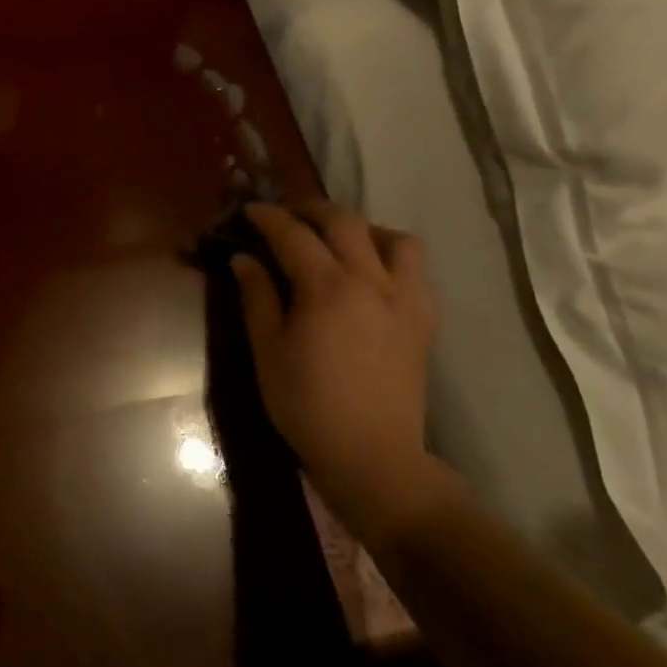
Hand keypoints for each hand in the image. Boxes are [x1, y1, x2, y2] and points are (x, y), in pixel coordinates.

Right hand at [233, 202, 443, 542]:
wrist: (373, 457)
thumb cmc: (307, 405)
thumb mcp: (268, 351)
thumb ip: (256, 297)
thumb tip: (243, 259)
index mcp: (327, 287)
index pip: (293, 234)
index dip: (268, 217)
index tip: (249, 211)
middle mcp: (371, 281)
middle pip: (345, 222)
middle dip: (311, 210)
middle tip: (286, 217)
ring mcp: (405, 300)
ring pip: (394, 238)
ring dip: (362, 229)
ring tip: (338, 243)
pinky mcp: (423, 321)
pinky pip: (416, 271)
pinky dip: (391, 258)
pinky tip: (371, 277)